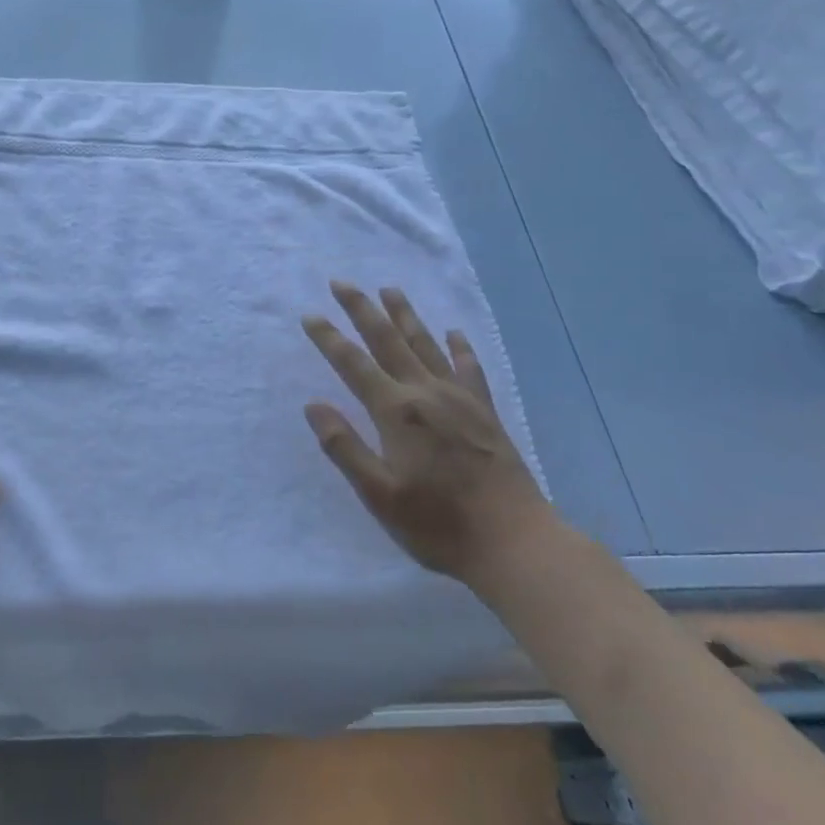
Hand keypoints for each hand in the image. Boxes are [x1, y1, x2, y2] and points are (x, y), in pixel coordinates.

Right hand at [302, 282, 554, 587]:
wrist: (514, 541)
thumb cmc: (438, 524)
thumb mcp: (378, 494)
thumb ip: (344, 447)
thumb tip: (314, 405)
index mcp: (396, 412)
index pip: (353, 365)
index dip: (329, 339)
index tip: (310, 315)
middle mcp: (426, 393)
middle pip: (388, 341)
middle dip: (362, 310)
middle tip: (342, 283)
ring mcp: (460, 399)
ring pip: (426, 345)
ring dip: (405, 315)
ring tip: (389, 290)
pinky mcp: (486, 412)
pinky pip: (469, 368)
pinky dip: (459, 347)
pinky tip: (453, 333)